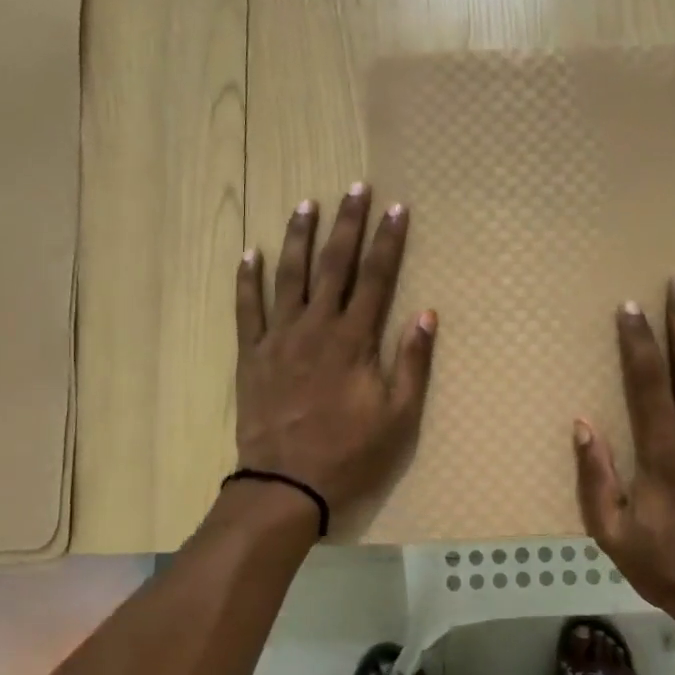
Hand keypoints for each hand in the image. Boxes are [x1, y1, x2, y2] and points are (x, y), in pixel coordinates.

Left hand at [235, 183, 436, 520]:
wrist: (286, 485)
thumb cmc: (349, 453)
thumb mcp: (397, 416)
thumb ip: (412, 363)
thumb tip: (427, 315)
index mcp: (353, 340)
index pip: (376, 278)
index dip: (388, 241)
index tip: (397, 208)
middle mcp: (316, 327)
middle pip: (333, 265)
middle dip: (347, 224)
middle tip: (354, 189)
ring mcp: (279, 338)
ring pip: (288, 276)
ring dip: (299, 237)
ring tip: (306, 204)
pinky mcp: (252, 354)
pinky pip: (247, 308)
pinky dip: (247, 279)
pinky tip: (250, 252)